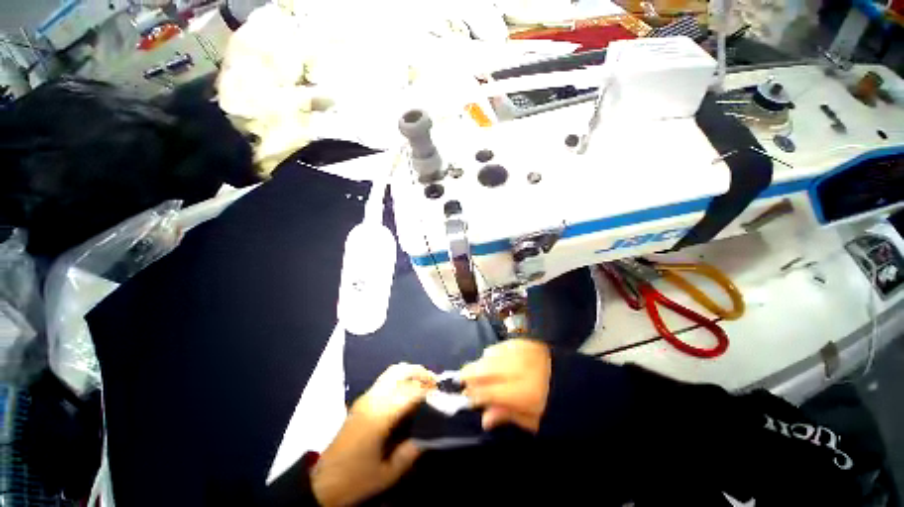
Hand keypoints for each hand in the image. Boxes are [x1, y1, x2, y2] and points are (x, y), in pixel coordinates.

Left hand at [311, 363, 434, 505]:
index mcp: (381, 414)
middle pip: (401, 371)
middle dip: (420, 372)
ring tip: (423, 382)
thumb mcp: (388, 473)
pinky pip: (385, 379)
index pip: (411, 391)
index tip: (441, 393)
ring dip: (410, 372)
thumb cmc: (356, 479)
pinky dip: (400, 377)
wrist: (323, 483)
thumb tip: (428, 435)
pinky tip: (407, 390)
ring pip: (392, 371)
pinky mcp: (362, 400)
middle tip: (434, 381)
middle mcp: (374, 398)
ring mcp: (366, 396)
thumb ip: (411, 452)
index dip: (429, 389)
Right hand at [460, 339, 551, 432]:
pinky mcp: (525, 342)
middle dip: (469, 374)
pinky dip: (494, 352)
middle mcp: (516, 368)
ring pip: (490, 354)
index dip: (473, 394)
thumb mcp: (534, 420)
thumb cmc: (555, 406)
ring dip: (481, 362)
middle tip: (462, 379)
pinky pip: (502, 344)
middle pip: (484, 368)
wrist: (578, 382)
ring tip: (479, 370)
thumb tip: (484, 419)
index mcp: (520, 392)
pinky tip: (494, 358)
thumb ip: (507, 415)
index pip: (486, 391)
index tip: (467, 398)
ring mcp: (521, 351)